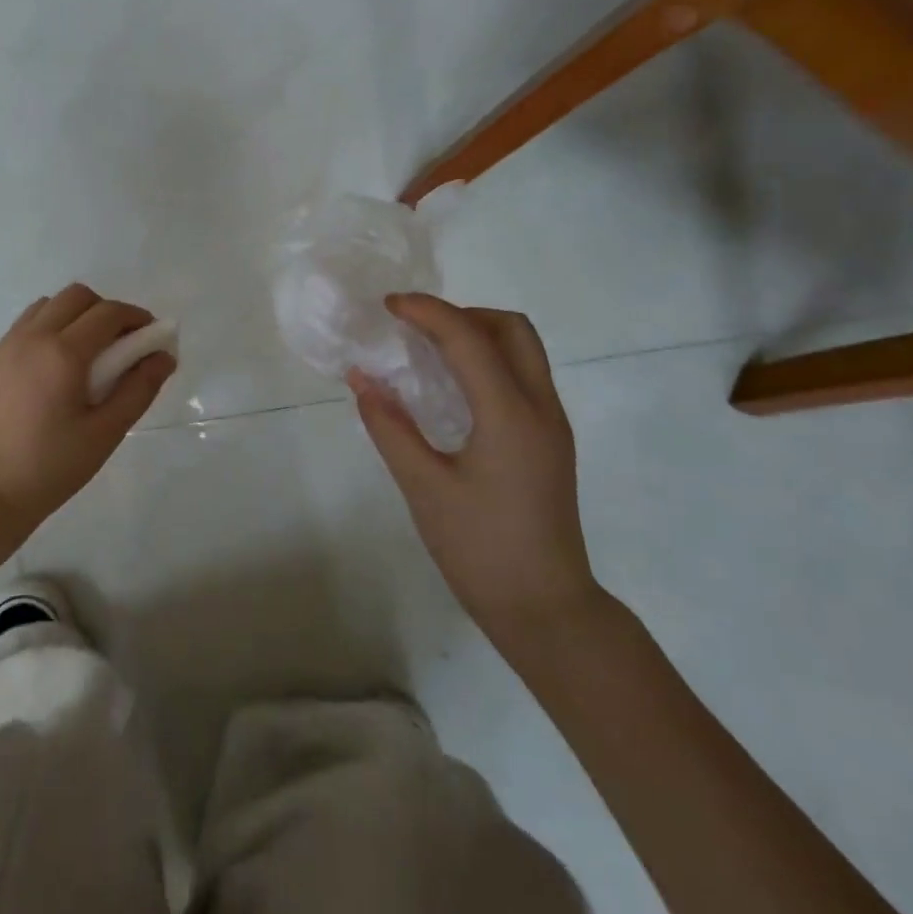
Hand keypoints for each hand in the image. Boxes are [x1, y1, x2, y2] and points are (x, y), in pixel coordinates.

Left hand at [0, 283, 175, 549]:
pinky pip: (24, 326)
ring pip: (47, 306)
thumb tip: (164, 357)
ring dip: (74, 315)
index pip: (108, 313)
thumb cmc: (50, 468)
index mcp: (63, 353)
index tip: (151, 336)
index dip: (136, 317)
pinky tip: (53, 368)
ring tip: (86, 354)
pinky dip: (48, 329)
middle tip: (120, 344)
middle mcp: (32, 338)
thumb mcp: (104, 433)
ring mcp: (5, 347)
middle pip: (76, 296)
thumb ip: (138, 389)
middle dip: (105, 310)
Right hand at [349, 294, 599, 647]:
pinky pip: (521, 376)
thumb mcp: (423, 486)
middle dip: (461, 314)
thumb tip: (362, 379)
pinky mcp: (548, 441)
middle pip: (511, 329)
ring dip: (476, 335)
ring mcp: (551, 424)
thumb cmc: (479, 548)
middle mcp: (540, 408)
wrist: (544, 607)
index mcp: (510, 415)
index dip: (427, 312)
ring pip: (522, 350)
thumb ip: (389, 427)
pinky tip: (449, 389)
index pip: (469, 339)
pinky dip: (486, 361)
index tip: (388, 306)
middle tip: (415, 329)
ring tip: (426, 352)